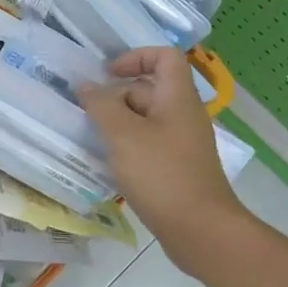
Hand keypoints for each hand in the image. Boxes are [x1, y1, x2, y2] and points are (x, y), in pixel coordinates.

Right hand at [80, 47, 244, 272]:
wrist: (200, 230)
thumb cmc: (161, 175)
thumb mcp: (124, 135)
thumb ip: (102, 106)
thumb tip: (87, 86)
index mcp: (177, 98)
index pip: (164, 57)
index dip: (135, 57)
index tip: (107, 75)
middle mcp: (183, 115)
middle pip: (149, 89)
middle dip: (116, 97)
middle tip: (88, 115)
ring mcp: (181, 143)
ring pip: (145, 120)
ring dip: (118, 125)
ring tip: (93, 140)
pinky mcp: (177, 168)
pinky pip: (149, 145)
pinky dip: (128, 148)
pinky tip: (109, 165)